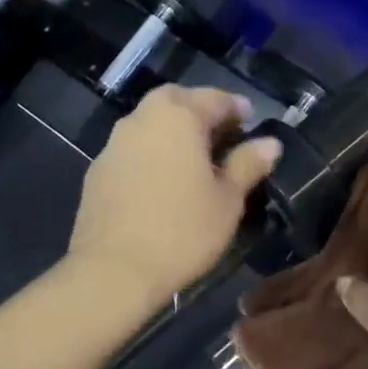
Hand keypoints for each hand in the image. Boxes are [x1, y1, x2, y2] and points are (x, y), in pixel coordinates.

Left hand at [67, 85, 280, 308]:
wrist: (114, 270)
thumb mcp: (228, 200)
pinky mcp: (97, 171)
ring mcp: (114, 144)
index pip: (215, 98)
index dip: (237, 109)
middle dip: (200, 111)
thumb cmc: (183, 231)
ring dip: (173, 132)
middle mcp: (142, 119)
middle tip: (221, 135)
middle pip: (176, 101)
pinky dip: (152, 154)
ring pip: (150, 123)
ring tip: (194, 160)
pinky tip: (163, 182)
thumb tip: (270, 143)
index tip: (251, 122)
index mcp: (178, 116)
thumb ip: (248, 164)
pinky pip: (133, 150)